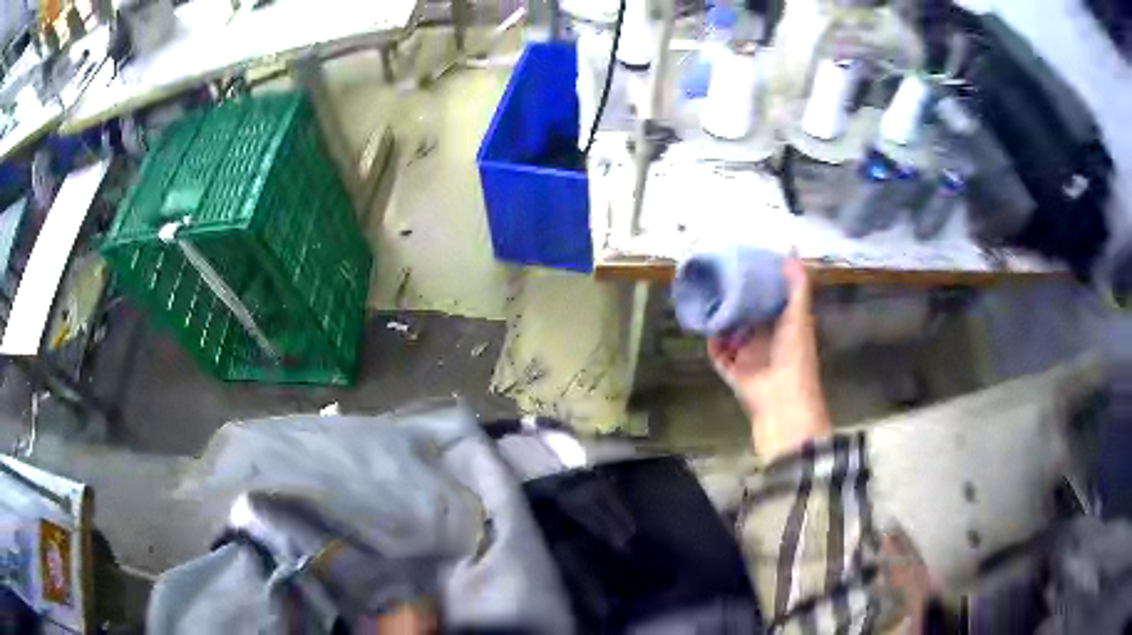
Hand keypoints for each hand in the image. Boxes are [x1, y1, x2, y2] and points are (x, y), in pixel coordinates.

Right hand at [707, 259, 829, 456]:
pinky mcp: (734, 372)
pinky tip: (705, 328)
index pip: (769, 302)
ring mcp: (749, 358)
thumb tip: (791, 253)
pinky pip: (719, 355)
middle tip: (718, 281)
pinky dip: (713, 344)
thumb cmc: (794, 355)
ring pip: (731, 335)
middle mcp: (766, 340)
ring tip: (706, 301)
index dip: (758, 286)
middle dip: (734, 303)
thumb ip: (797, 287)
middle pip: (747, 317)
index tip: (743, 267)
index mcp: (784, 326)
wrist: (783, 399)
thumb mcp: (799, 315)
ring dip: (721, 322)